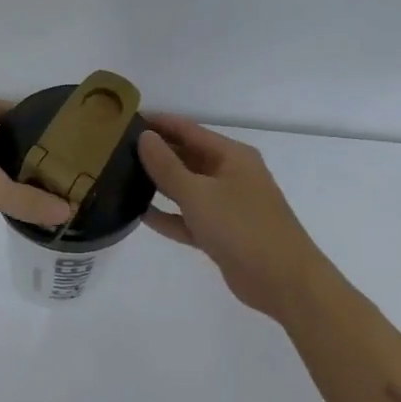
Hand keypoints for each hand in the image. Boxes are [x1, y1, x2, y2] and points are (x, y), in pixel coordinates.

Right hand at [136, 114, 325, 319]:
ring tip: (123, 177)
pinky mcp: (222, 234)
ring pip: (188, 188)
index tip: (127, 120)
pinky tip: (141, 214)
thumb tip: (144, 137)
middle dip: (157, 153)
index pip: (190, 130)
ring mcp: (228, 206)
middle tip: (117, 150)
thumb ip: (167, 166)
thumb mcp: (198, 193)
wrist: (282, 281)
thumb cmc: (241, 227)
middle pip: (188, 157)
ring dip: (160, 184)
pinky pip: (189, 218)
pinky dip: (169, 216)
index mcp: (232, 156)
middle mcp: (231, 176)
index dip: (160, 123)